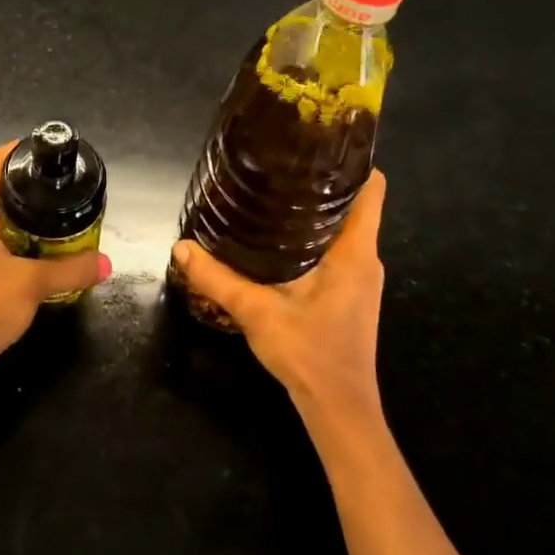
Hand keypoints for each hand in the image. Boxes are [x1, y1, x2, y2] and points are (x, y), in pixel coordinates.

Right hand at [170, 170, 387, 437]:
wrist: (339, 410)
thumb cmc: (310, 354)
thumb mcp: (257, 312)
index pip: (373, 190)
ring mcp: (361, 279)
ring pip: (345, 228)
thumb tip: (181, 247)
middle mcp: (365, 259)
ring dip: (316, 211)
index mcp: (355, 253)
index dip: (353, 162)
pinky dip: (315, 236)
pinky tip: (280, 239)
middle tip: (280, 164)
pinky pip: (338, 250)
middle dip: (322, 182)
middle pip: (355, 204)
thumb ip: (217, 279)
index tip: (319, 143)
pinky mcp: (350, 294)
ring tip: (275, 193)